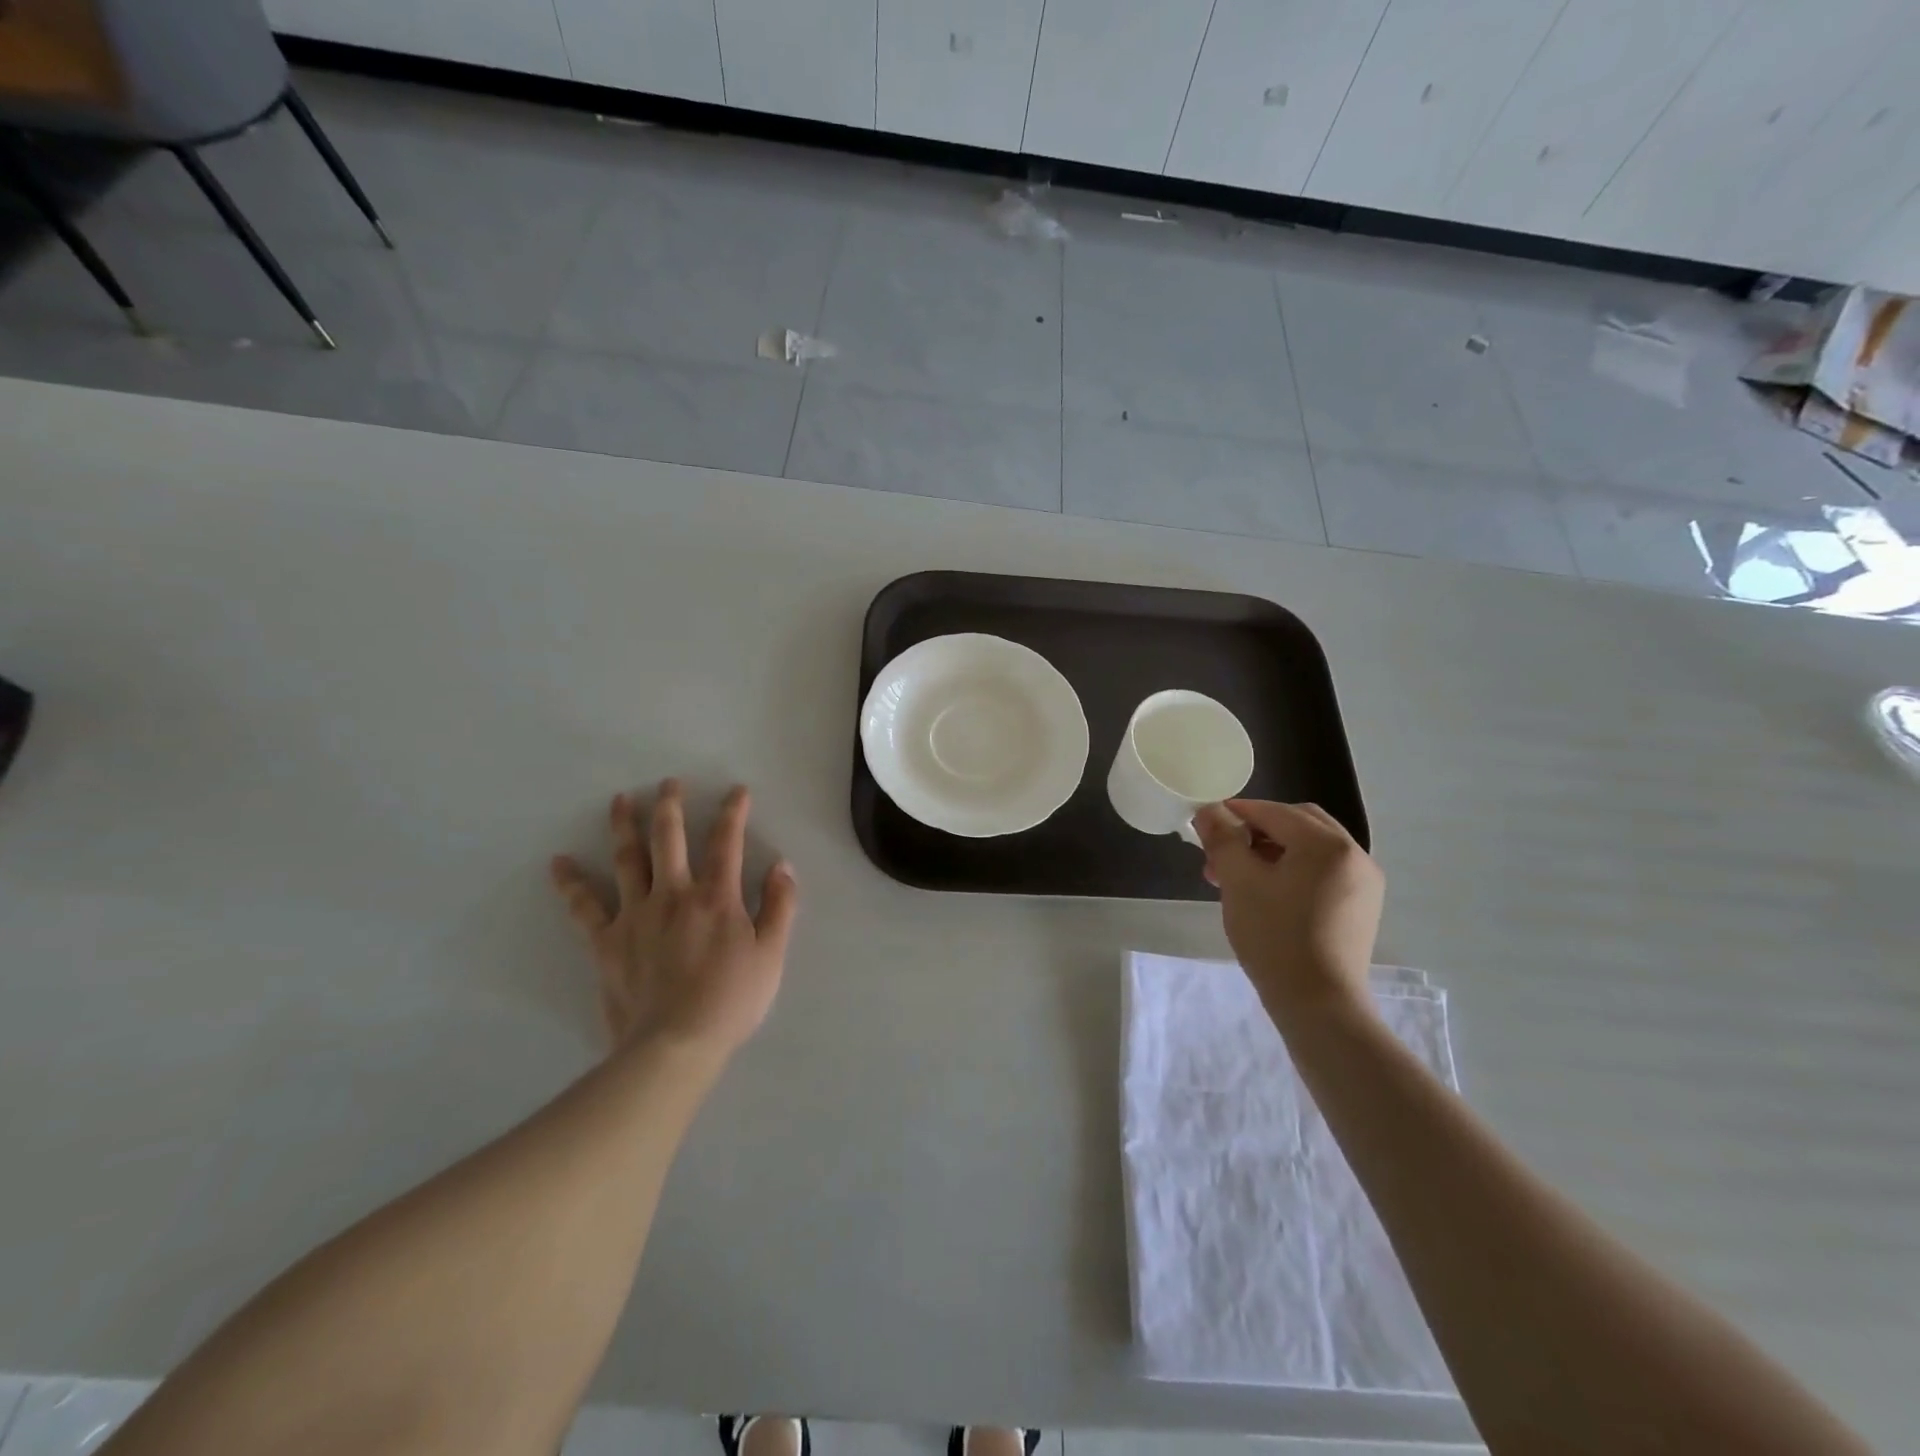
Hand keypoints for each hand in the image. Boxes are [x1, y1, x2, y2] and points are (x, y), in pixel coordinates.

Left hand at [550, 780, 798, 1061]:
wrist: (675, 1044)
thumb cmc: (731, 1000)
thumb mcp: (772, 954)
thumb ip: (780, 906)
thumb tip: (782, 865)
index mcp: (716, 897)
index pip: (726, 842)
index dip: (733, 812)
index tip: (736, 791)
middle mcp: (674, 894)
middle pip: (670, 838)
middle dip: (671, 805)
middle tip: (669, 782)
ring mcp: (636, 915)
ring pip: (628, 859)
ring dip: (624, 826)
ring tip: (621, 800)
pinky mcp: (607, 941)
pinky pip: (584, 907)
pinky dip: (571, 884)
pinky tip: (558, 863)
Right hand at [1193, 799, 1383, 1024]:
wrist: (1319, 1005)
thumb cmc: (1275, 937)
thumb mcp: (1239, 882)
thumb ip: (1222, 839)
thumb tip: (1209, 810)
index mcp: (1326, 844)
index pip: (1273, 812)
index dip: (1235, 813)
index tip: (1205, 824)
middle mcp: (1353, 854)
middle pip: (1297, 823)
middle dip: (1256, 831)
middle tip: (1222, 852)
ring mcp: (1363, 882)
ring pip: (1309, 848)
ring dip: (1272, 851)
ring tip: (1236, 877)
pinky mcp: (1361, 906)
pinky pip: (1322, 871)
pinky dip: (1292, 870)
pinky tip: (1267, 893)